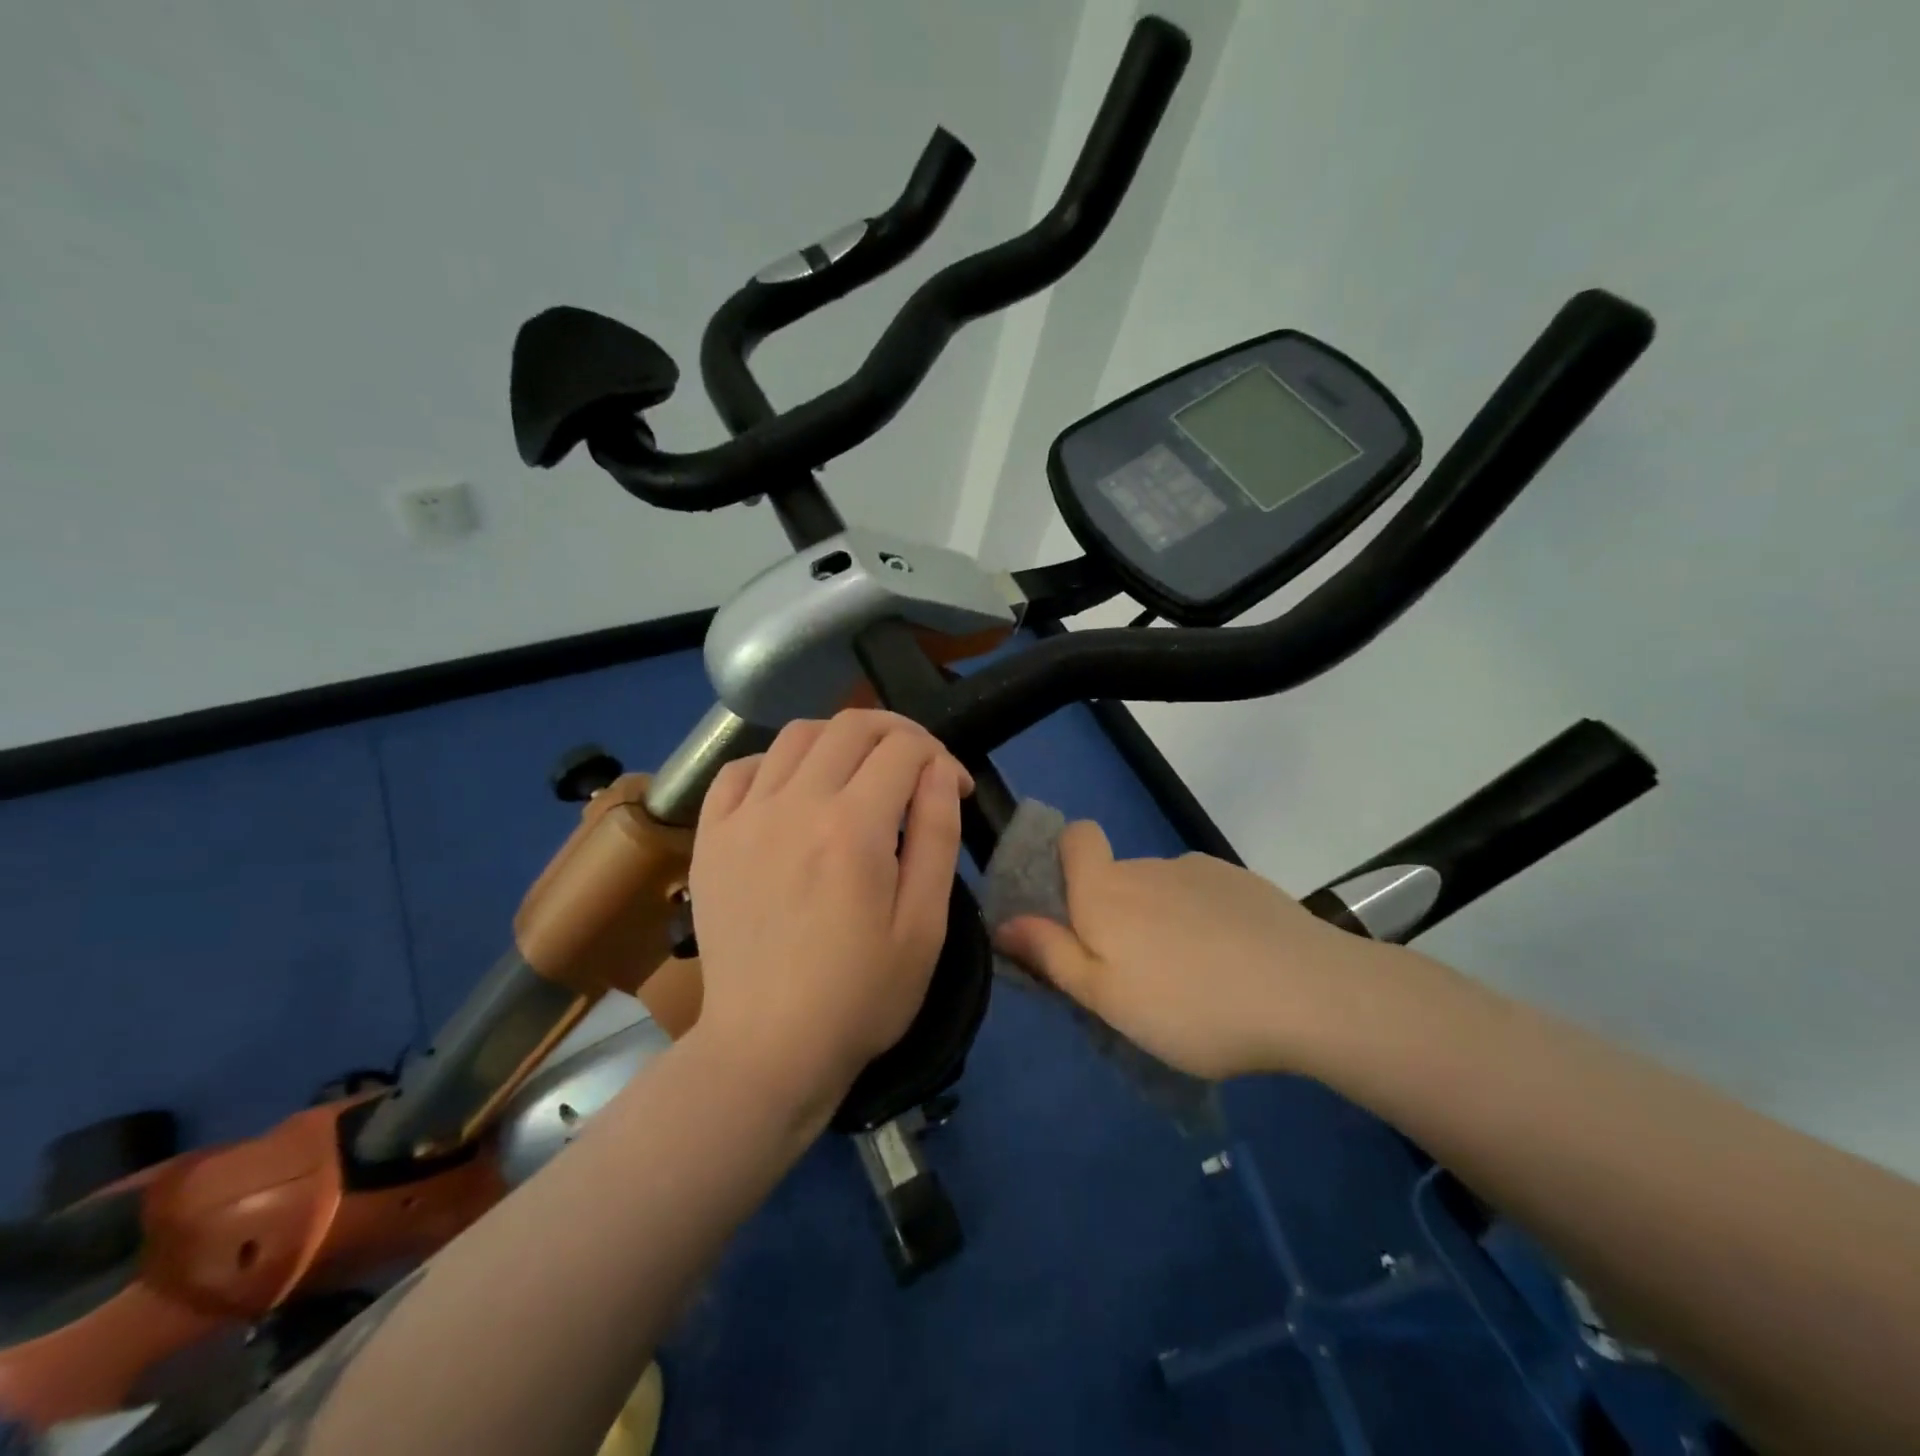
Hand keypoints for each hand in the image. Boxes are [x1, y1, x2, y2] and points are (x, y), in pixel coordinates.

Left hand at [685, 710, 971, 1116]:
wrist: (768, 1048)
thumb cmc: (860, 996)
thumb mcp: (924, 925)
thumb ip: (937, 835)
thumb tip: (940, 769)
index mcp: (853, 828)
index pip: (905, 749)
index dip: (941, 756)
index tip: (954, 786)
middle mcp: (794, 804)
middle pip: (851, 725)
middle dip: (897, 731)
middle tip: (917, 764)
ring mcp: (744, 817)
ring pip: (796, 735)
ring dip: (840, 739)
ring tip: (860, 771)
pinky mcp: (711, 837)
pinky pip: (740, 769)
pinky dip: (775, 762)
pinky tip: (793, 789)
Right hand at [992, 822, 1377, 1079]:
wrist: (1308, 993)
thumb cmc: (1190, 1005)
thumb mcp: (1106, 998)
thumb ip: (1052, 955)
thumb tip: (1004, 923)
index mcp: (1106, 891)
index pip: (1076, 836)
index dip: (1068, 860)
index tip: (1075, 911)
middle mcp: (1148, 866)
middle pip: (1116, 876)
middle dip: (1116, 914)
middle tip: (1137, 977)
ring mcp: (1200, 871)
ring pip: (1162, 890)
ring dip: (1162, 921)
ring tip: (1194, 979)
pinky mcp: (1244, 883)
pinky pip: (1204, 896)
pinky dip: (1205, 921)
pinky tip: (1234, 965)